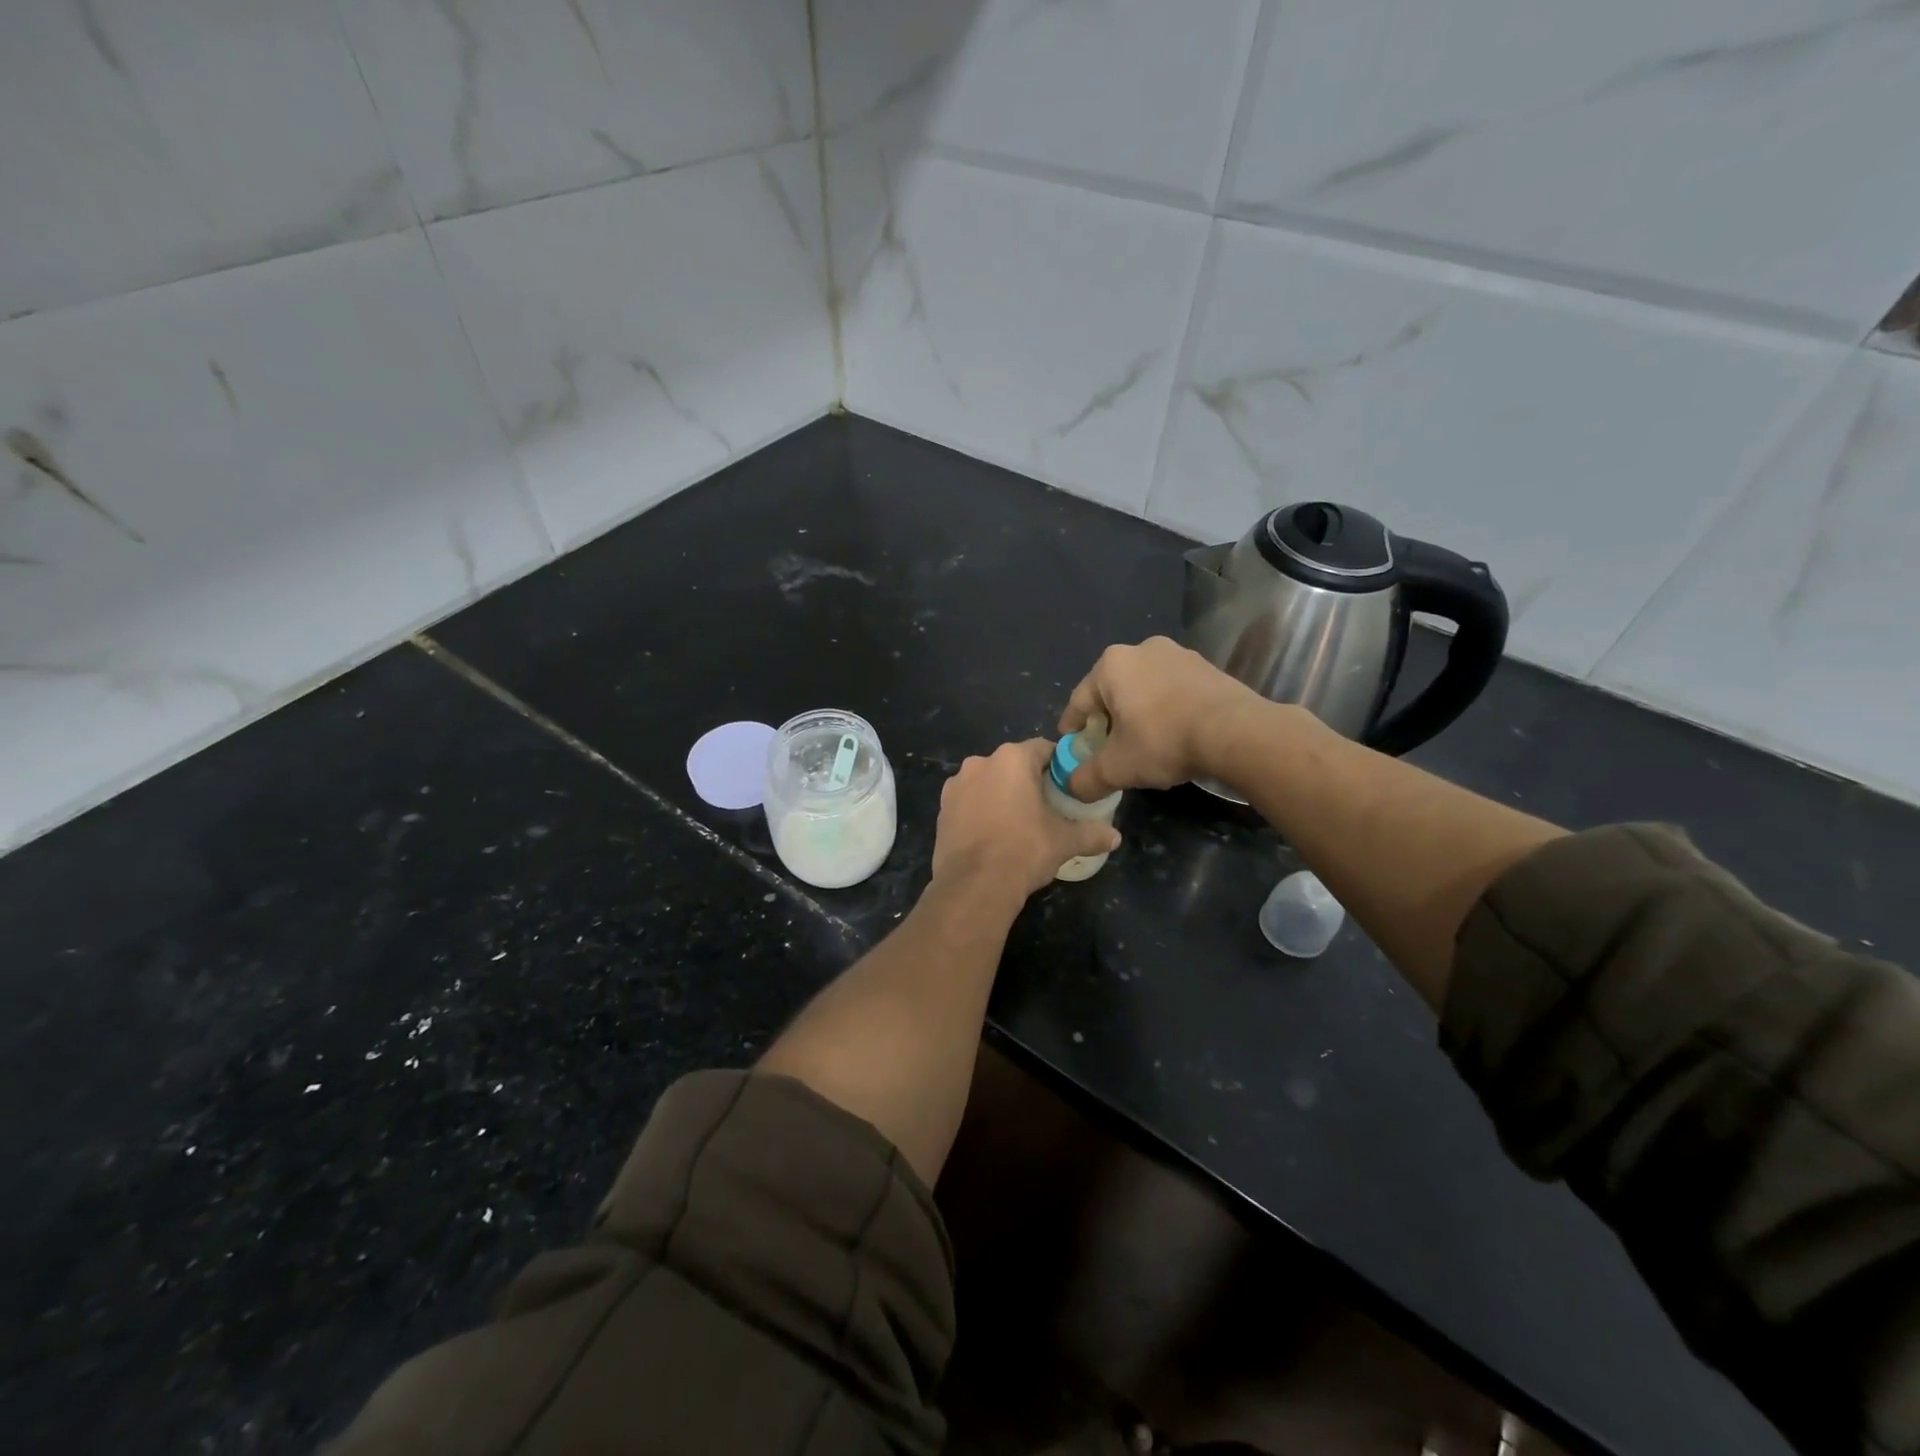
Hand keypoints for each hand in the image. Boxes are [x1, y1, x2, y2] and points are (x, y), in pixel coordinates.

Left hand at [931, 740, 1121, 901]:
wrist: (974, 885)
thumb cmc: (1024, 850)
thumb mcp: (1064, 842)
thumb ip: (1092, 834)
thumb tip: (1115, 838)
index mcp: (1012, 759)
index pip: (1043, 748)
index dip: (1059, 765)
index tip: (1068, 785)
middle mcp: (980, 762)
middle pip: (1013, 764)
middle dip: (1029, 780)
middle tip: (1047, 806)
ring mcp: (956, 785)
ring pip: (988, 782)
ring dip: (1001, 794)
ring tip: (1017, 822)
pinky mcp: (942, 809)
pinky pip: (969, 801)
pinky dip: (981, 810)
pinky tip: (993, 834)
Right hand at [1059, 637, 1268, 798]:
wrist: (1235, 732)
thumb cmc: (1163, 741)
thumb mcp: (1117, 768)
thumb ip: (1086, 778)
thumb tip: (1071, 787)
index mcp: (1111, 665)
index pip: (1080, 701)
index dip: (1072, 728)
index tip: (1070, 746)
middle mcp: (1141, 649)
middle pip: (1112, 692)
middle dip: (1107, 720)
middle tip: (1106, 747)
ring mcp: (1178, 654)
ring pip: (1144, 689)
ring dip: (1137, 713)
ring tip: (1141, 743)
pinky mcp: (1206, 667)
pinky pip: (1172, 690)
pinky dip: (1164, 710)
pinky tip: (1171, 734)